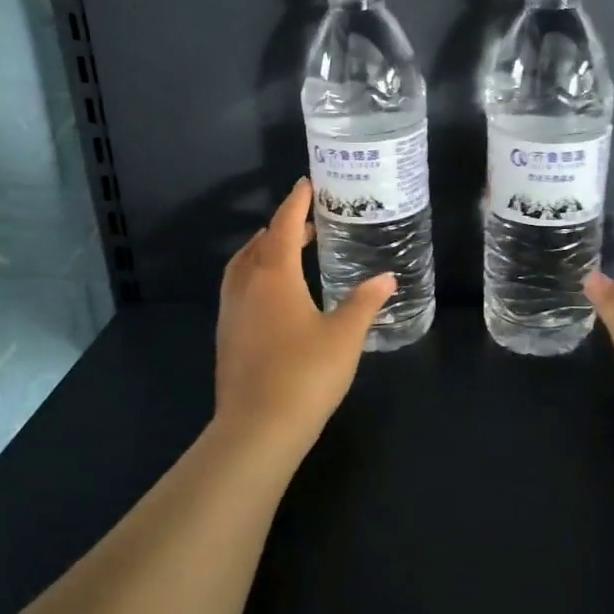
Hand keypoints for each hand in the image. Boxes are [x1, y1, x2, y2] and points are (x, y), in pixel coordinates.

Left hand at [215, 178, 395, 450]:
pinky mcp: (227, 338)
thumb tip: (387, 279)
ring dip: (262, 252)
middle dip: (280, 228)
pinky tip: (275, 298)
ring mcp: (231, 314)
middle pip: (258, 245)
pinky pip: (238, 290)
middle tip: (306, 224)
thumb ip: (365, 303)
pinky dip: (255, 277)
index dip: (295, 203)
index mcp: (274, 277)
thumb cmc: (306, 373)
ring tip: (287, 253)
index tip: (306, 184)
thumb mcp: (345, 335)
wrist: (257, 428)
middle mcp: (246, 287)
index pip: (282, 227)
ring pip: (242, 268)